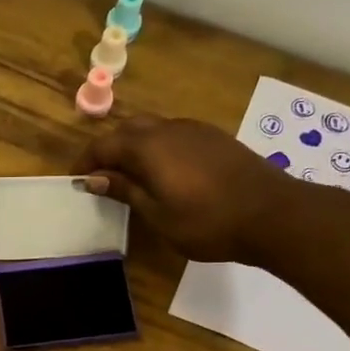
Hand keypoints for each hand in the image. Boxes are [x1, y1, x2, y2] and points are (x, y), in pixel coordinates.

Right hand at [77, 115, 289, 262]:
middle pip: (128, 129)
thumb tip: (94, 178)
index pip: (104, 144)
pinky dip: (157, 148)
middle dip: (109, 149)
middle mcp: (169, 129)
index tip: (76, 181)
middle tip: (101, 177)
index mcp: (149, 146)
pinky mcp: (215, 138)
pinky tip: (163, 172)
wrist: (272, 214)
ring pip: (153, 128)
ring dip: (134, 146)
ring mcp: (195, 130)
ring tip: (129, 176)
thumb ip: (125, 191)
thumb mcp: (158, 214)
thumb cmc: (207, 222)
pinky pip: (174, 134)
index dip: (86, 161)